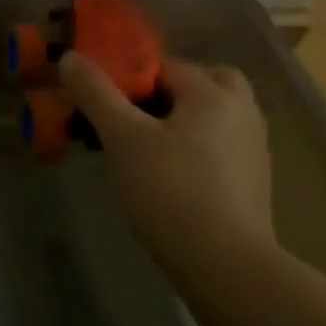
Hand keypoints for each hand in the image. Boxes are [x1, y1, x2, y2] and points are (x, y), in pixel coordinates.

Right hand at [59, 51, 274, 273]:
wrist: (226, 267)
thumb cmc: (170, 190)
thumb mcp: (122, 137)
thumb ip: (95, 93)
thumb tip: (70, 57)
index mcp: (212, 92)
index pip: (164, 66)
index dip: (130, 79)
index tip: (104, 103)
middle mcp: (242, 111)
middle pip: (204, 82)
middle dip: (170, 91)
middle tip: (137, 115)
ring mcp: (254, 149)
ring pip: (216, 116)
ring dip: (185, 120)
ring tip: (148, 146)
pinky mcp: (255, 183)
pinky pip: (223, 147)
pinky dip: (199, 149)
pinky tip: (172, 176)